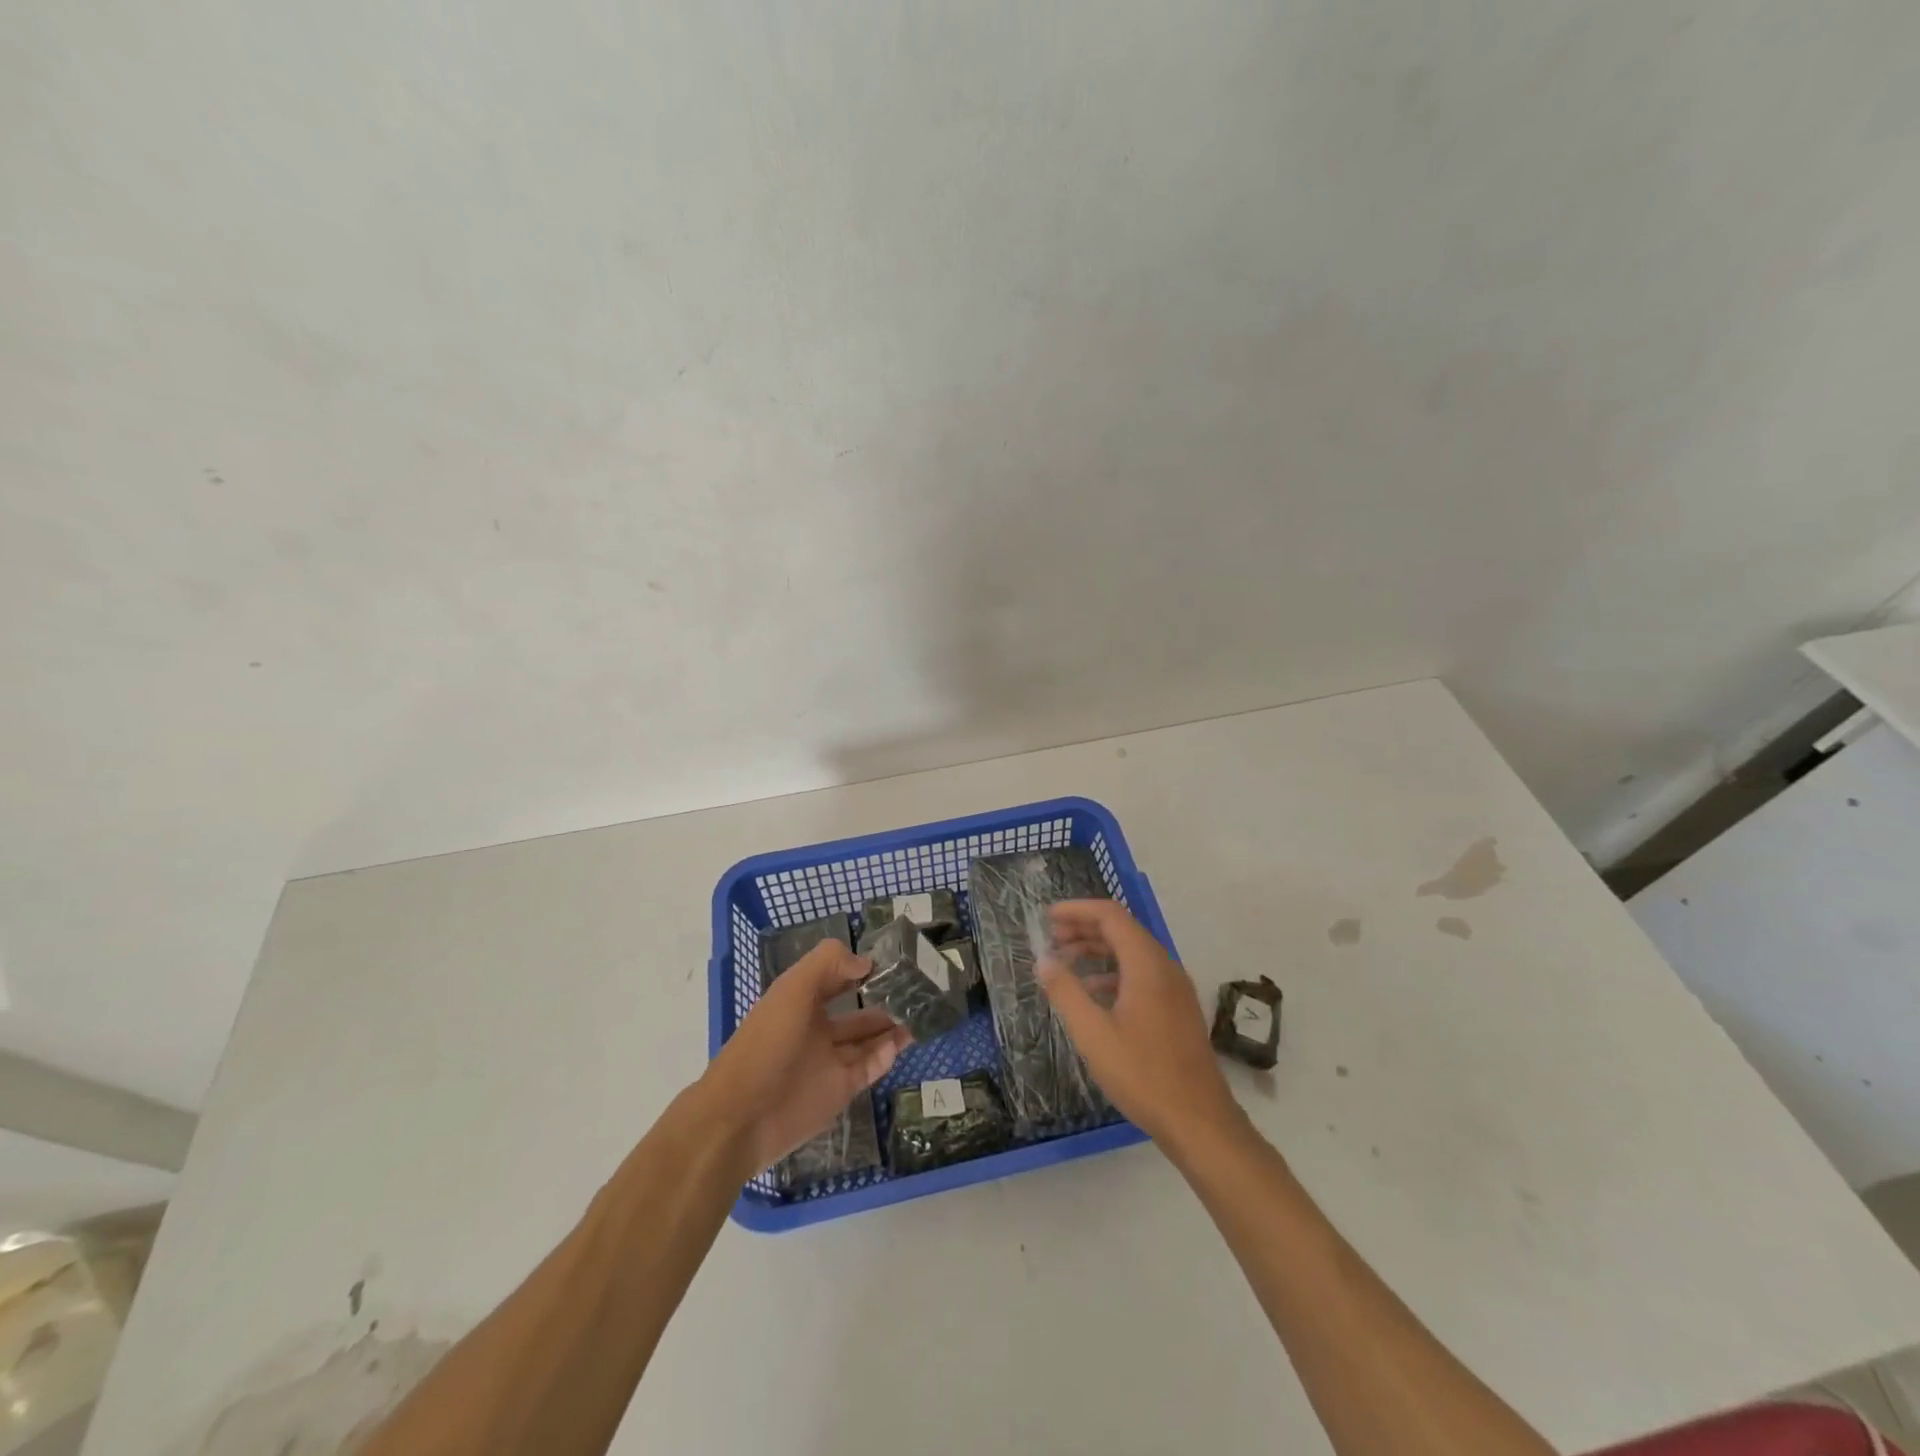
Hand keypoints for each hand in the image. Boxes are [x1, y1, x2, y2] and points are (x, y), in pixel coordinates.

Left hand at [699, 939, 910, 1175]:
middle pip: (857, 1011)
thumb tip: (866, 963)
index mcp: (800, 1001)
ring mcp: (827, 1062)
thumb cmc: (766, 1043)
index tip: (893, 961)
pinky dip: (885, 1057)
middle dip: (884, 1001)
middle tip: (919, 991)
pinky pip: (868, 1069)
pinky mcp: (838, 1091)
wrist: (741, 1117)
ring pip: (867, 1041)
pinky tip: (901, 1044)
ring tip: (922, 1014)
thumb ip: (829, 964)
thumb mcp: (793, 989)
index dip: (860, 969)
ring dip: (891, 1028)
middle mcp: (815, 1028)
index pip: (836, 978)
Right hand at [1037, 900, 1244, 1149]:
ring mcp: (1175, 988)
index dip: (1077, 910)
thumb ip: (1066, 992)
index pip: (1111, 915)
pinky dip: (1114, 972)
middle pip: (1123, 930)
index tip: (1048, 916)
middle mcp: (1165, 967)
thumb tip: (1043, 960)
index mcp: (1147, 964)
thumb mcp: (1093, 1034)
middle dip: (1085, 928)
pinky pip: (1142, 974)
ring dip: (1099, 950)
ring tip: (1066, 962)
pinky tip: (1094, 993)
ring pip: (1133, 952)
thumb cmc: (1142, 1074)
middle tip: (1052, 938)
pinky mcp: (1178, 1008)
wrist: (1199, 1121)